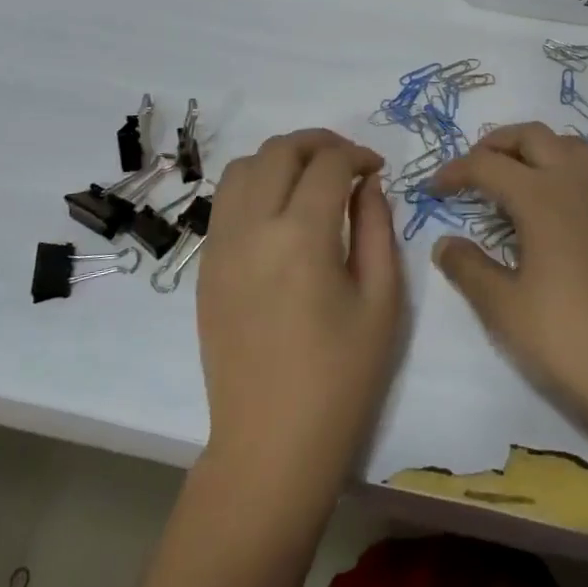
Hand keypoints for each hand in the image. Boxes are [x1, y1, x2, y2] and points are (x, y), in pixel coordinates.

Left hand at [198, 130, 404, 510]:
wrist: (271, 443)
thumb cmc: (341, 377)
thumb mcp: (381, 300)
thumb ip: (376, 228)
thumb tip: (366, 185)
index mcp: (301, 237)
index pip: (328, 164)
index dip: (358, 154)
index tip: (376, 168)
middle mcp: (252, 229)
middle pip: (279, 151)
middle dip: (319, 143)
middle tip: (348, 162)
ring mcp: (220, 246)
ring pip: (242, 167)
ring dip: (281, 158)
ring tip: (310, 178)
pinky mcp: (206, 266)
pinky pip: (225, 201)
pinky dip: (255, 185)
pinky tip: (280, 210)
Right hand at [428, 123, 587, 437]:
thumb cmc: (565, 338)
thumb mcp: (503, 308)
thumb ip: (468, 268)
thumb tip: (445, 243)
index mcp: (542, 198)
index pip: (487, 165)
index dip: (455, 171)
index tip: (434, 189)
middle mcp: (577, 183)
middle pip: (532, 136)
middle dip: (496, 144)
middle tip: (474, 169)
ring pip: (569, 145)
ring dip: (536, 149)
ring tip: (516, 177)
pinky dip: (565, 170)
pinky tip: (555, 209)